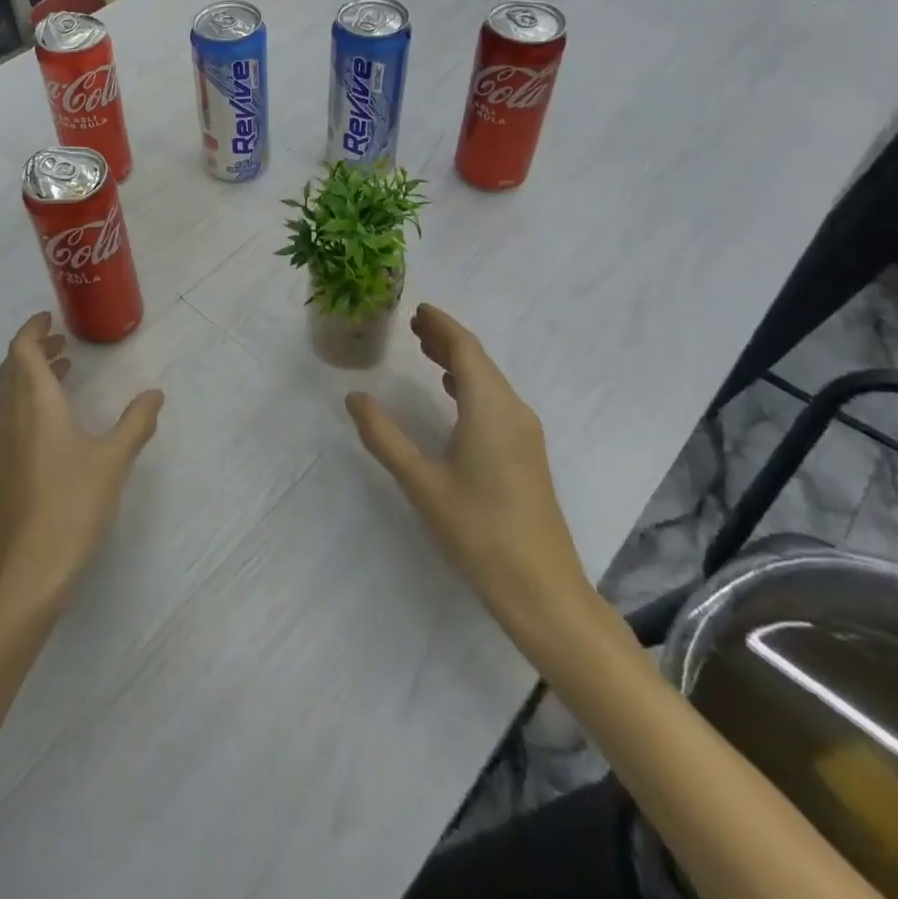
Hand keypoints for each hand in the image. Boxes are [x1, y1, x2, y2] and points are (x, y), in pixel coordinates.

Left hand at [0, 313, 162, 617]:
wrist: (28, 570)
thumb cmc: (72, 505)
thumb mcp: (113, 461)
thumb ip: (136, 423)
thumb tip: (155, 394)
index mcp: (35, 404)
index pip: (21, 351)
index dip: (32, 329)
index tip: (50, 317)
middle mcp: (13, 416)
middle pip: (12, 367)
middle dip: (33, 347)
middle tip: (61, 339)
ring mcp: (6, 443)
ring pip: (11, 392)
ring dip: (32, 372)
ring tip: (65, 368)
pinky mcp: (7, 466)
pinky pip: (13, 414)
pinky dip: (31, 398)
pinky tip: (58, 417)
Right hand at [345, 304, 592, 638]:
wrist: (542, 589)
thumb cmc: (479, 531)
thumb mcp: (421, 483)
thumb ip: (384, 436)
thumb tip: (354, 397)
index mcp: (489, 408)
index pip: (465, 350)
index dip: (441, 326)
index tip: (417, 309)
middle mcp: (512, 411)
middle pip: (479, 361)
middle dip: (447, 339)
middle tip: (413, 325)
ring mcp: (525, 433)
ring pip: (489, 381)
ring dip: (458, 361)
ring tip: (425, 350)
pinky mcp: (527, 453)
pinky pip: (496, 400)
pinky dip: (470, 385)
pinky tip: (452, 394)